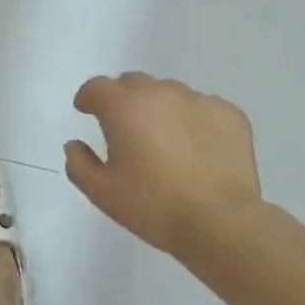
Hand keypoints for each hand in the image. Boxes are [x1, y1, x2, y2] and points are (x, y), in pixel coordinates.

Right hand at [65, 73, 263, 258]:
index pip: (97, 87)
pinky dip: (192, 120)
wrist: (220, 222)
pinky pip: (201, 107)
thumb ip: (79, 164)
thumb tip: (75, 144)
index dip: (88, 97)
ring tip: (164, 140)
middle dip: (123, 99)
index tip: (86, 111)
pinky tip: (196, 149)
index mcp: (125, 108)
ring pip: (169, 92)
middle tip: (125, 128)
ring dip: (159, 108)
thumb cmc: (153, 207)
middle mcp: (161, 93)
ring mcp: (199, 100)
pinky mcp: (229, 113)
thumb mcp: (102, 193)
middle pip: (133, 83)